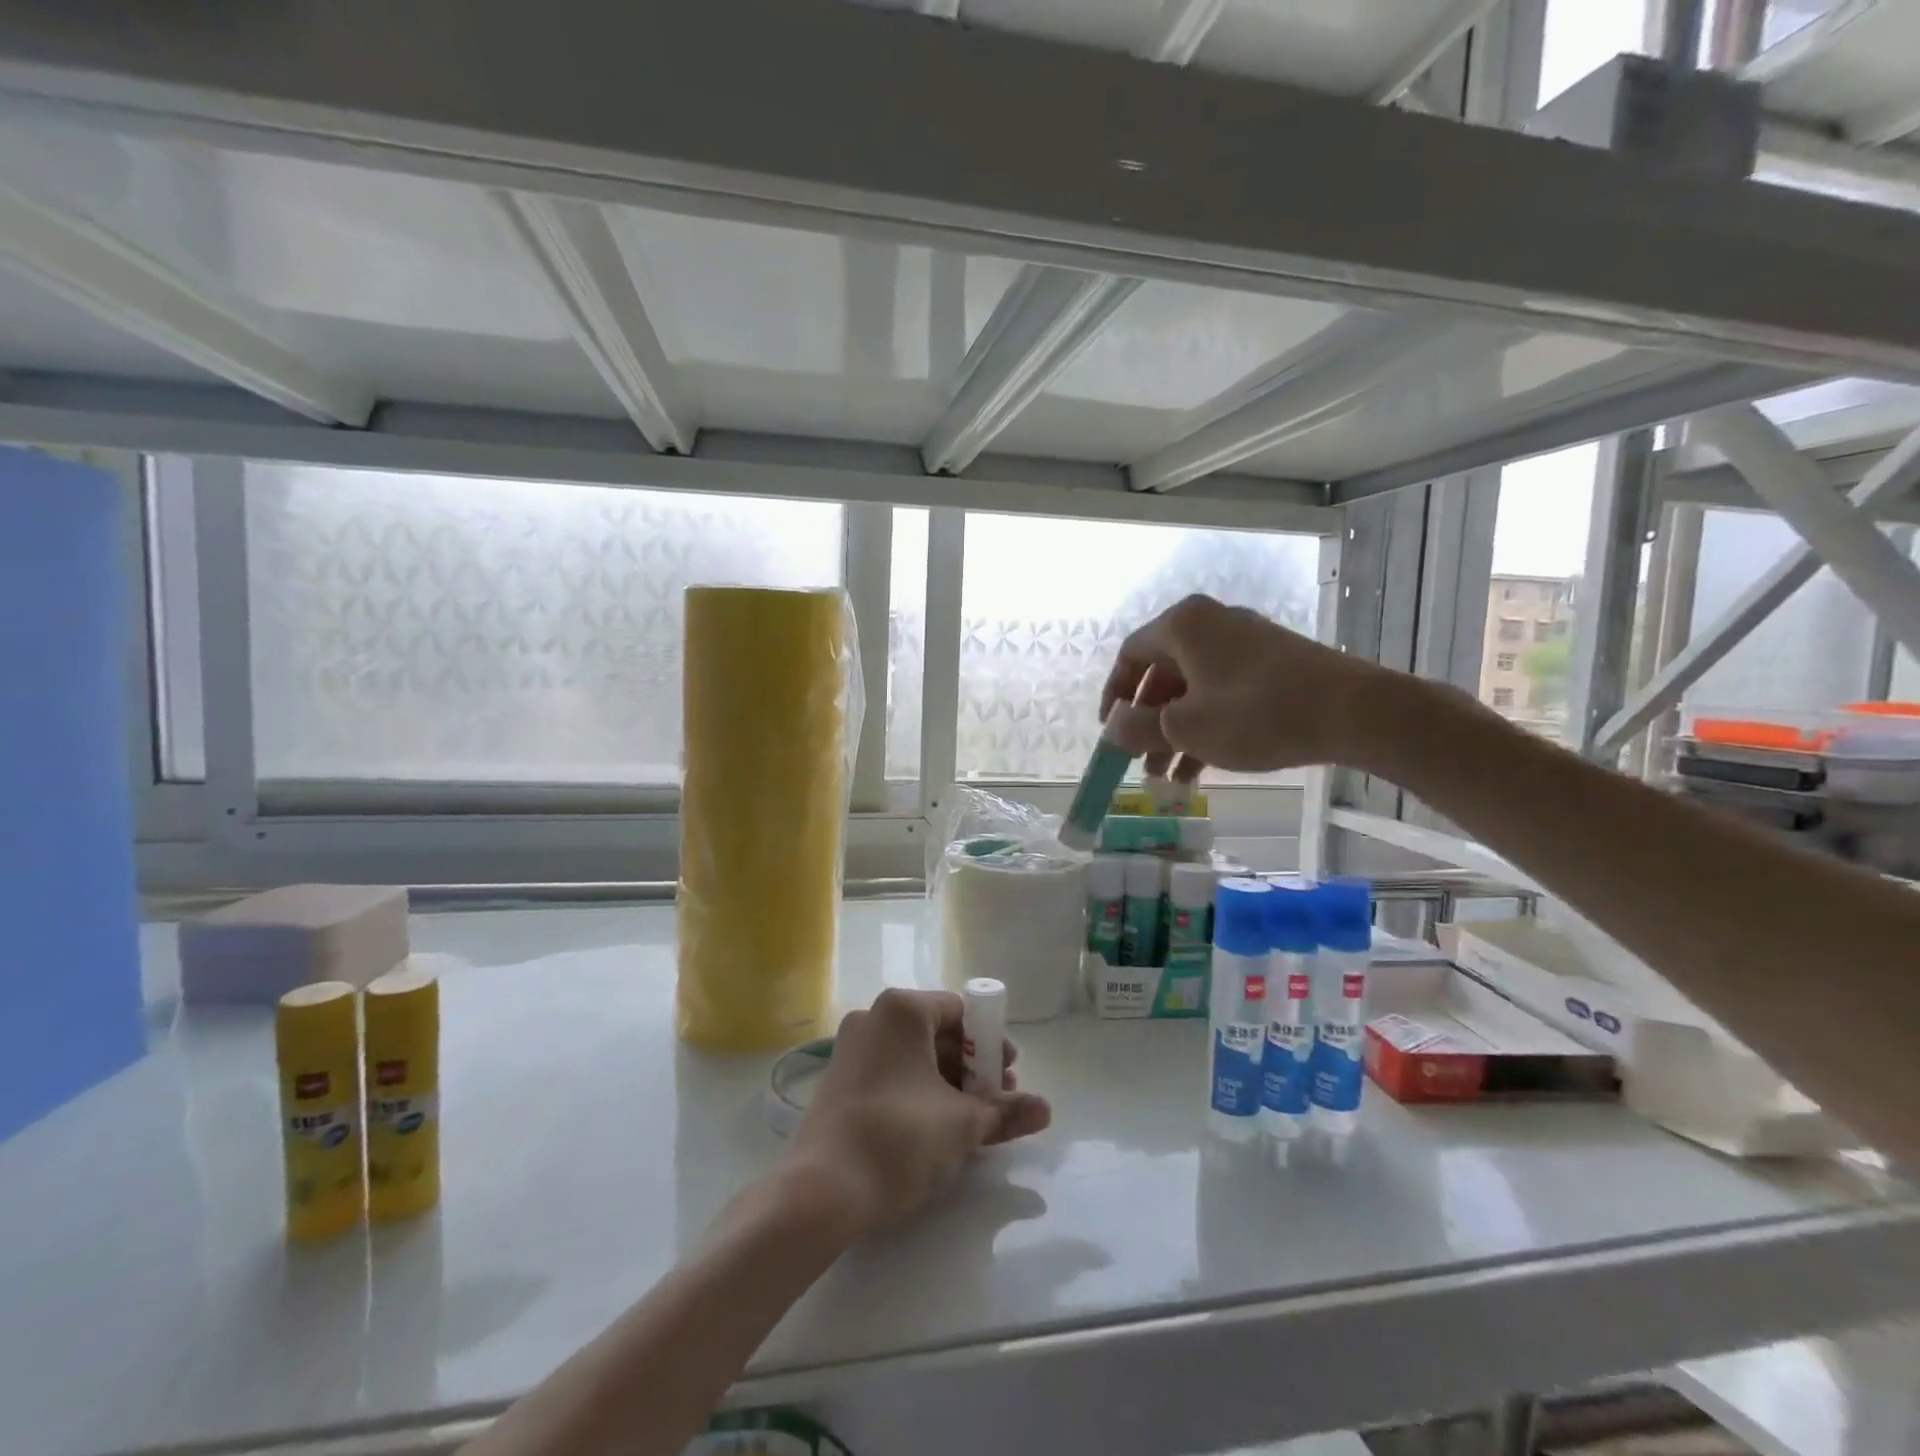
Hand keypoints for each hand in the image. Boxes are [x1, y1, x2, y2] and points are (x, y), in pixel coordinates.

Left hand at [784, 989, 1051, 1237]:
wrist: (819, 1191)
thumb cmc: (898, 1139)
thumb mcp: (961, 1124)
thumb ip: (1005, 1112)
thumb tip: (1046, 1110)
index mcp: (902, 1010)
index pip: (960, 1011)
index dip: (990, 1042)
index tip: (1009, 1077)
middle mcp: (873, 1017)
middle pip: (937, 1032)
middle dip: (972, 1067)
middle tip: (996, 1102)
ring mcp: (851, 1048)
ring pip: (914, 1056)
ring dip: (948, 1083)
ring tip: (972, 1121)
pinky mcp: (839, 1080)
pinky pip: (891, 1073)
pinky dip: (919, 1091)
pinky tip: (936, 1128)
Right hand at [1100, 594, 1388, 775]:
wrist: (1354, 711)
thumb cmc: (1256, 714)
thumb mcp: (1185, 728)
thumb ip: (1137, 727)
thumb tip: (1112, 726)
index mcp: (1182, 626)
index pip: (1129, 656)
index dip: (1113, 696)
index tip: (1109, 732)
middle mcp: (1210, 623)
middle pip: (1162, 674)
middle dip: (1147, 723)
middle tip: (1139, 762)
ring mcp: (1244, 641)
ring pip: (1193, 688)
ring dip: (1174, 732)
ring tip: (1168, 779)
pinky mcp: (1271, 662)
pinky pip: (1222, 691)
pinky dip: (1205, 725)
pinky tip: (1200, 768)